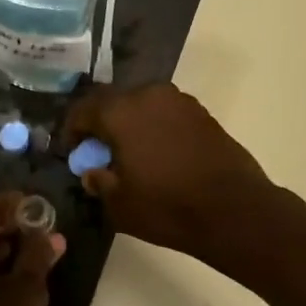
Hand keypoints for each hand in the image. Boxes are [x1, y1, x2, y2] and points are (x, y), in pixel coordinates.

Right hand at [62, 83, 277, 265]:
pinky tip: (157, 154)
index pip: (83, 110)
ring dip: (130, 124)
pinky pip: (166, 114)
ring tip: (129, 153)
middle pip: (113, 102)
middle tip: (98, 152)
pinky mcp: (202, 114)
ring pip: (142, 105)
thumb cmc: (167, 207)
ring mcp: (180, 101)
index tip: (71, 152)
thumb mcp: (119, 204)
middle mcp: (149, 95)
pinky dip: (155, 128)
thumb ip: (99, 181)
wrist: (233, 210)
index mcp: (121, 111)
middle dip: (101, 124)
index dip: (72, 131)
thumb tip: (93, 171)